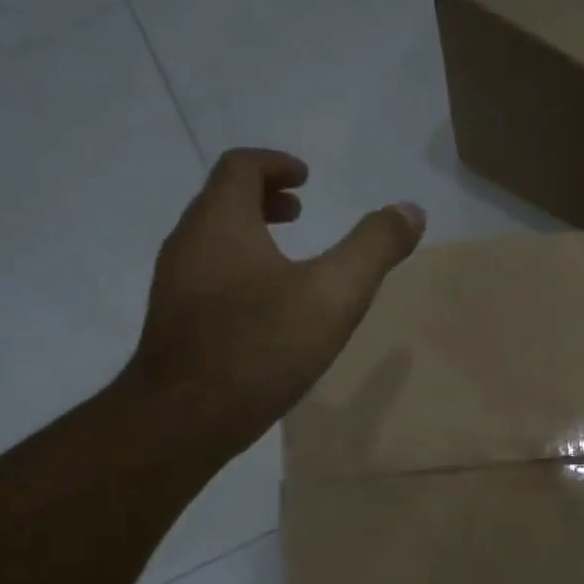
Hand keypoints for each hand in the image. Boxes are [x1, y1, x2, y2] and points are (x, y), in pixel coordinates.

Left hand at [124, 147, 424, 458]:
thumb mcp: (333, 296)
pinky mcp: (173, 323)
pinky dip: (237, 270)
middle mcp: (188, 243)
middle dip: (263, 199)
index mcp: (220, 222)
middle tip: (299, 212)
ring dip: (249, 236)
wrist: (184, 419)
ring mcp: (174, 285)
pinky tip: (264, 312)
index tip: (306, 179)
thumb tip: (410, 209)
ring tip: (287, 261)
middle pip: (222, 201)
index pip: (241, 166)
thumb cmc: (261, 347)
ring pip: (212, 242)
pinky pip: (206, 277)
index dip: (276, 164)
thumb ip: (373, 248)